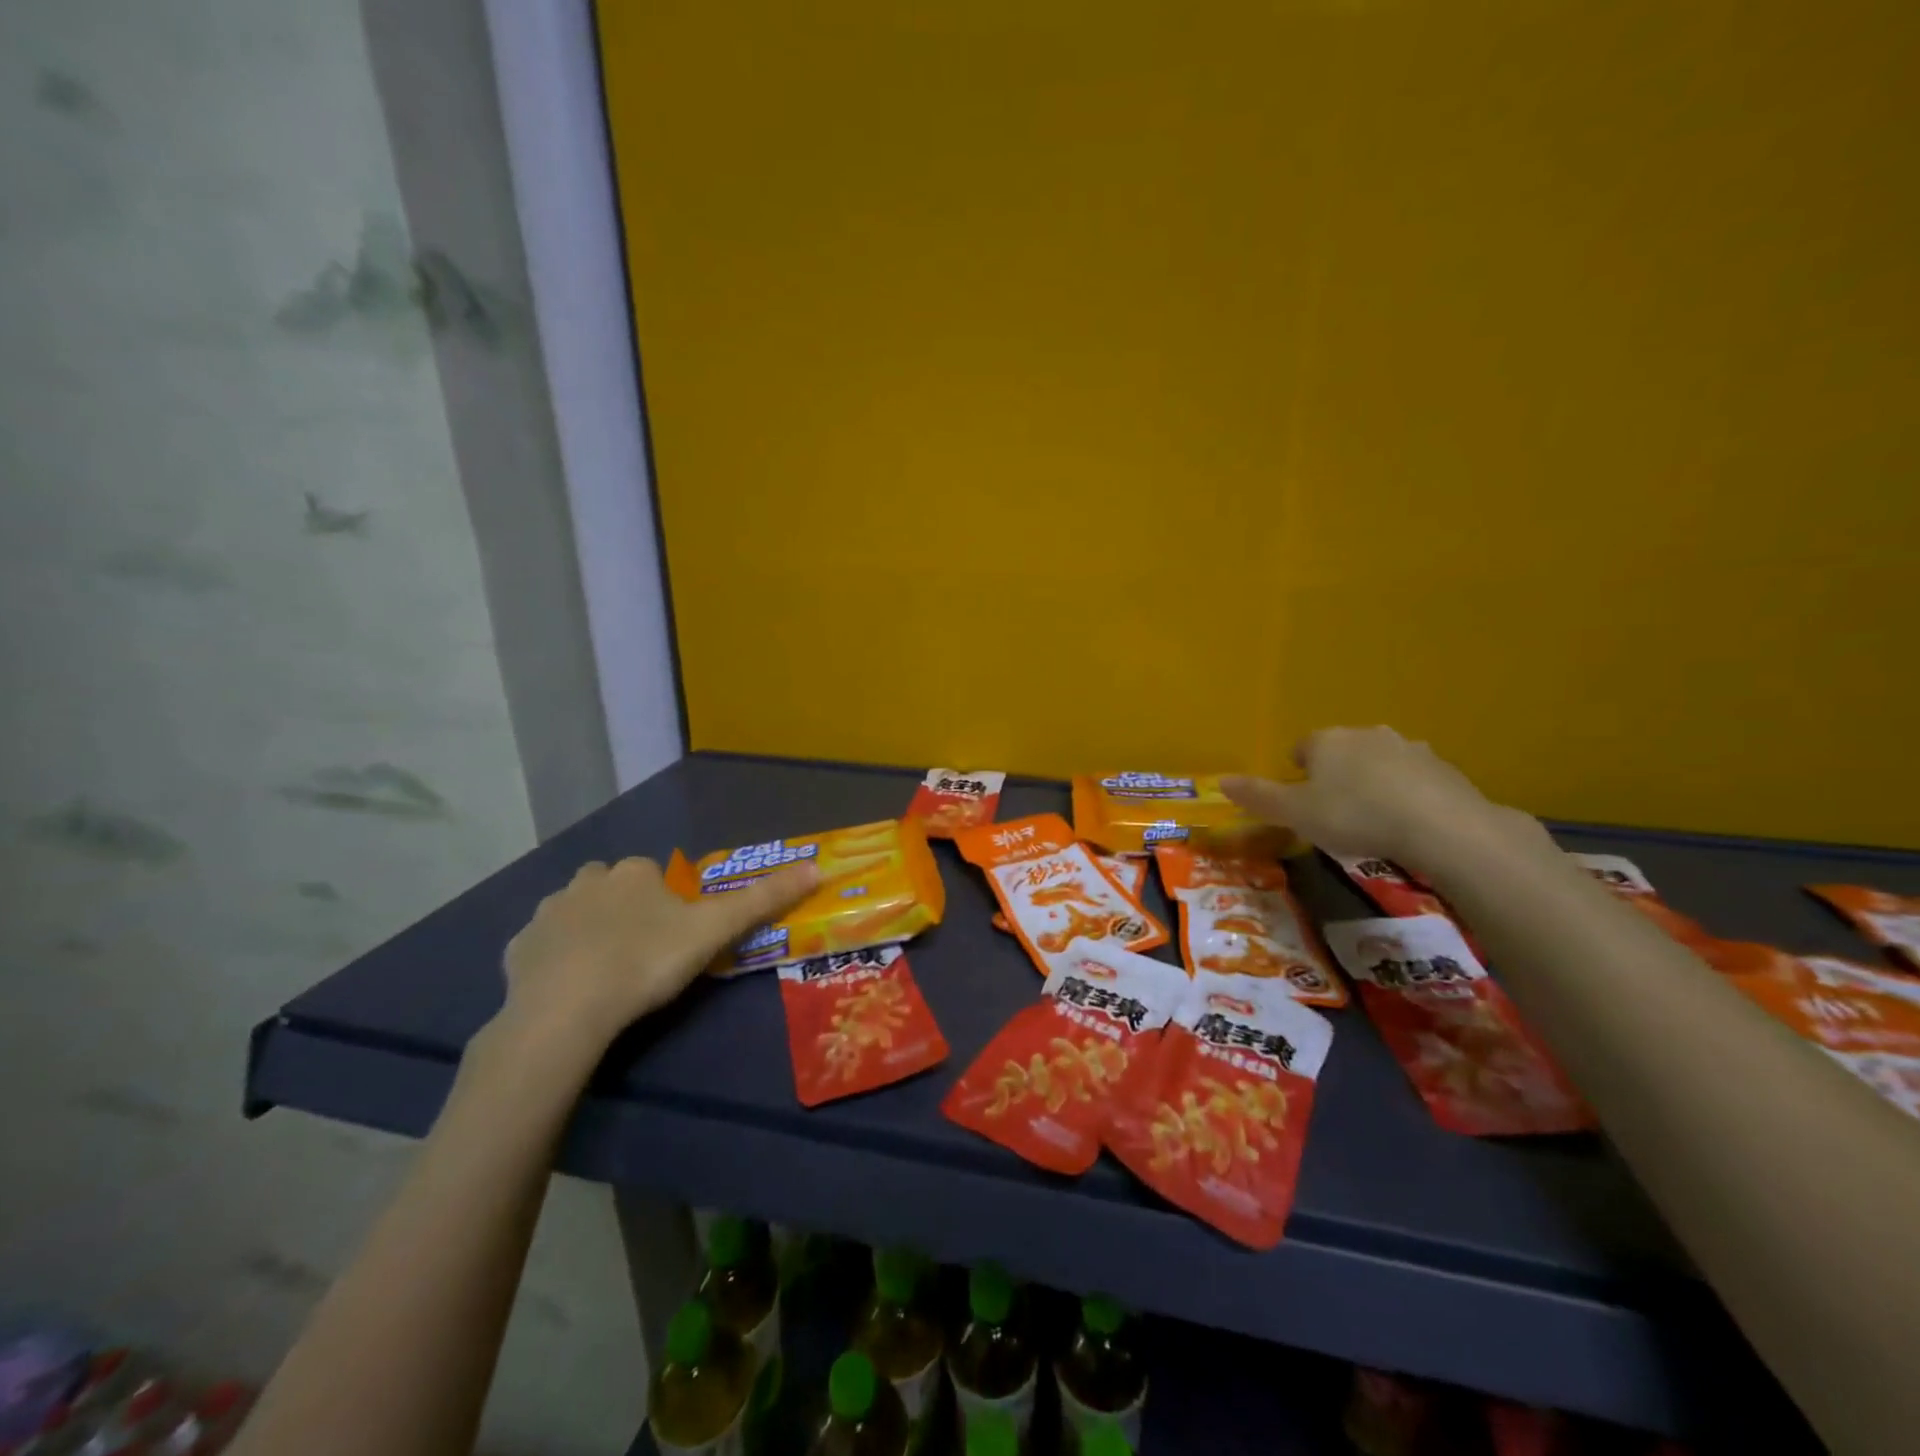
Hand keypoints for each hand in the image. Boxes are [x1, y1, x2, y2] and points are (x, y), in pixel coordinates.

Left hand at [499, 856, 819, 1050]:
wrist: (567, 1011)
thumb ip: (763, 898)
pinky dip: (555, 957)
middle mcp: (588, 880)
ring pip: (575, 911)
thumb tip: (817, 866)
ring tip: (606, 971)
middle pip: (613, 886)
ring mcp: (548, 912)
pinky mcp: (517, 948)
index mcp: (634, 872)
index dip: (668, 903)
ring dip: (589, 929)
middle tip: (643, 952)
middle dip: (626, 908)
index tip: (675, 937)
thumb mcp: (715, 930)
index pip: (656, 874)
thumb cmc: (647, 962)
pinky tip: (569, 987)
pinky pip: (542, 944)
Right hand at [1223, 726, 1530, 870]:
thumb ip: (1258, 797)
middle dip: (1335, 773)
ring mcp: (1408, 747)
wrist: (1439, 826)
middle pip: (1341, 750)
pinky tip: (1406, 821)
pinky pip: (1413, 777)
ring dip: (1372, 780)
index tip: (1300, 799)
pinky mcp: (1442, 767)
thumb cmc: (1354, 816)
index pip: (1301, 747)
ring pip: (1378, 761)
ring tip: (1372, 816)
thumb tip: (1221, 781)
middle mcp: (1365, 734)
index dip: (1297, 771)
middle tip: (1334, 810)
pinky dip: (1405, 792)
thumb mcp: (1295, 813)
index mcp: (1326, 741)